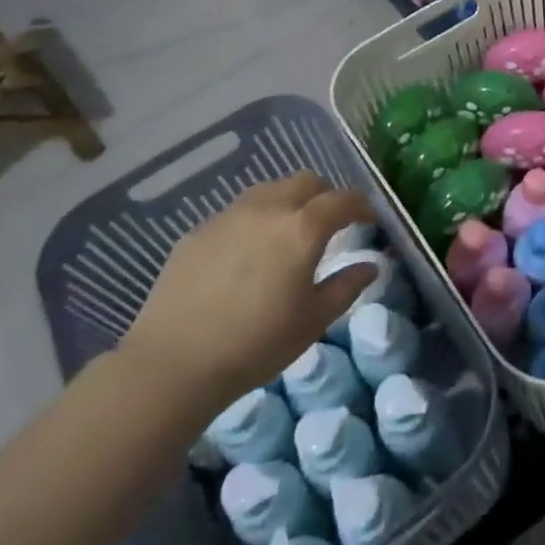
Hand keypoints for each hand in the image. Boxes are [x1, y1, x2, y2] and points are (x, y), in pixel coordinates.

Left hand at [119, 173, 376, 423]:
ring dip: (289, 200)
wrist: (174, 362)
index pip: (342, 200)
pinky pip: (237, 212)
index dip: (361, 206)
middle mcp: (268, 209)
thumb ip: (346, 286)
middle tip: (331, 222)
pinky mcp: (199, 231)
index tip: (369, 219)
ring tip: (289, 231)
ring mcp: (229, 216)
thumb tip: (370, 266)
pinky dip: (255, 220)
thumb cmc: (256, 344)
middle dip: (325, 195)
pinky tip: (248, 253)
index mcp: (302, 229)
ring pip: (269, 190)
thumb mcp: (313, 320)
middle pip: (305, 182)